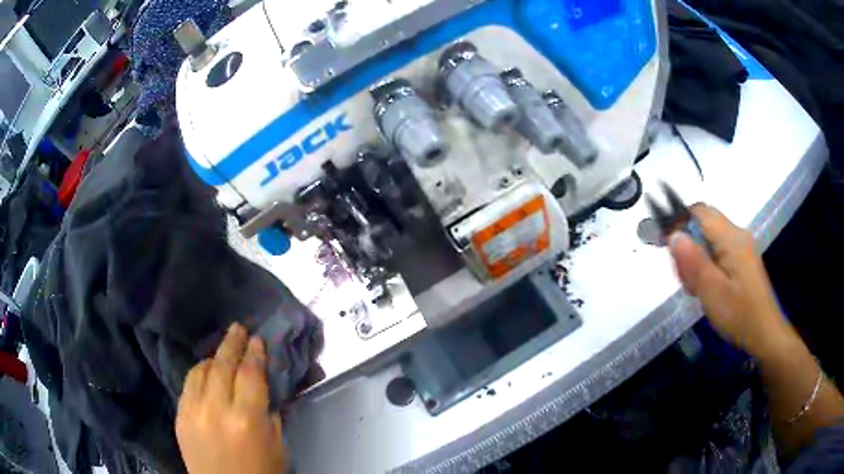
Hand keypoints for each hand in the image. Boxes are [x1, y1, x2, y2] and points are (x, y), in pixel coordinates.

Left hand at [176, 323, 287, 473]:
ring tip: (222, 352)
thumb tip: (265, 387)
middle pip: (223, 365)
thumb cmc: (261, 473)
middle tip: (238, 328)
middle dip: (232, 343)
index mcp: (246, 419)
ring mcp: (193, 411)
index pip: (250, 374)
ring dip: (213, 358)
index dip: (254, 353)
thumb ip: (271, 414)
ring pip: (201, 370)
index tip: (257, 339)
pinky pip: (188, 385)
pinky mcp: (179, 417)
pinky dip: (198, 373)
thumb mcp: (278, 447)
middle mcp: (216, 409)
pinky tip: (206, 372)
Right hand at [668, 204, 788, 355]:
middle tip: (683, 276)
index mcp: (730, 238)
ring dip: (696, 256)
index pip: (699, 212)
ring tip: (694, 287)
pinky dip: (706, 263)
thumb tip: (674, 235)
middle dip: (687, 243)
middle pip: (703, 223)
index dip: (679, 223)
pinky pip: (718, 250)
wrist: (764, 333)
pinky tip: (706, 286)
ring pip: (709, 238)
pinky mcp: (742, 261)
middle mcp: (737, 235)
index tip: (668, 249)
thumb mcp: (712, 292)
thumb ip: (693, 262)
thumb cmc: (739, 314)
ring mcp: (741, 247)